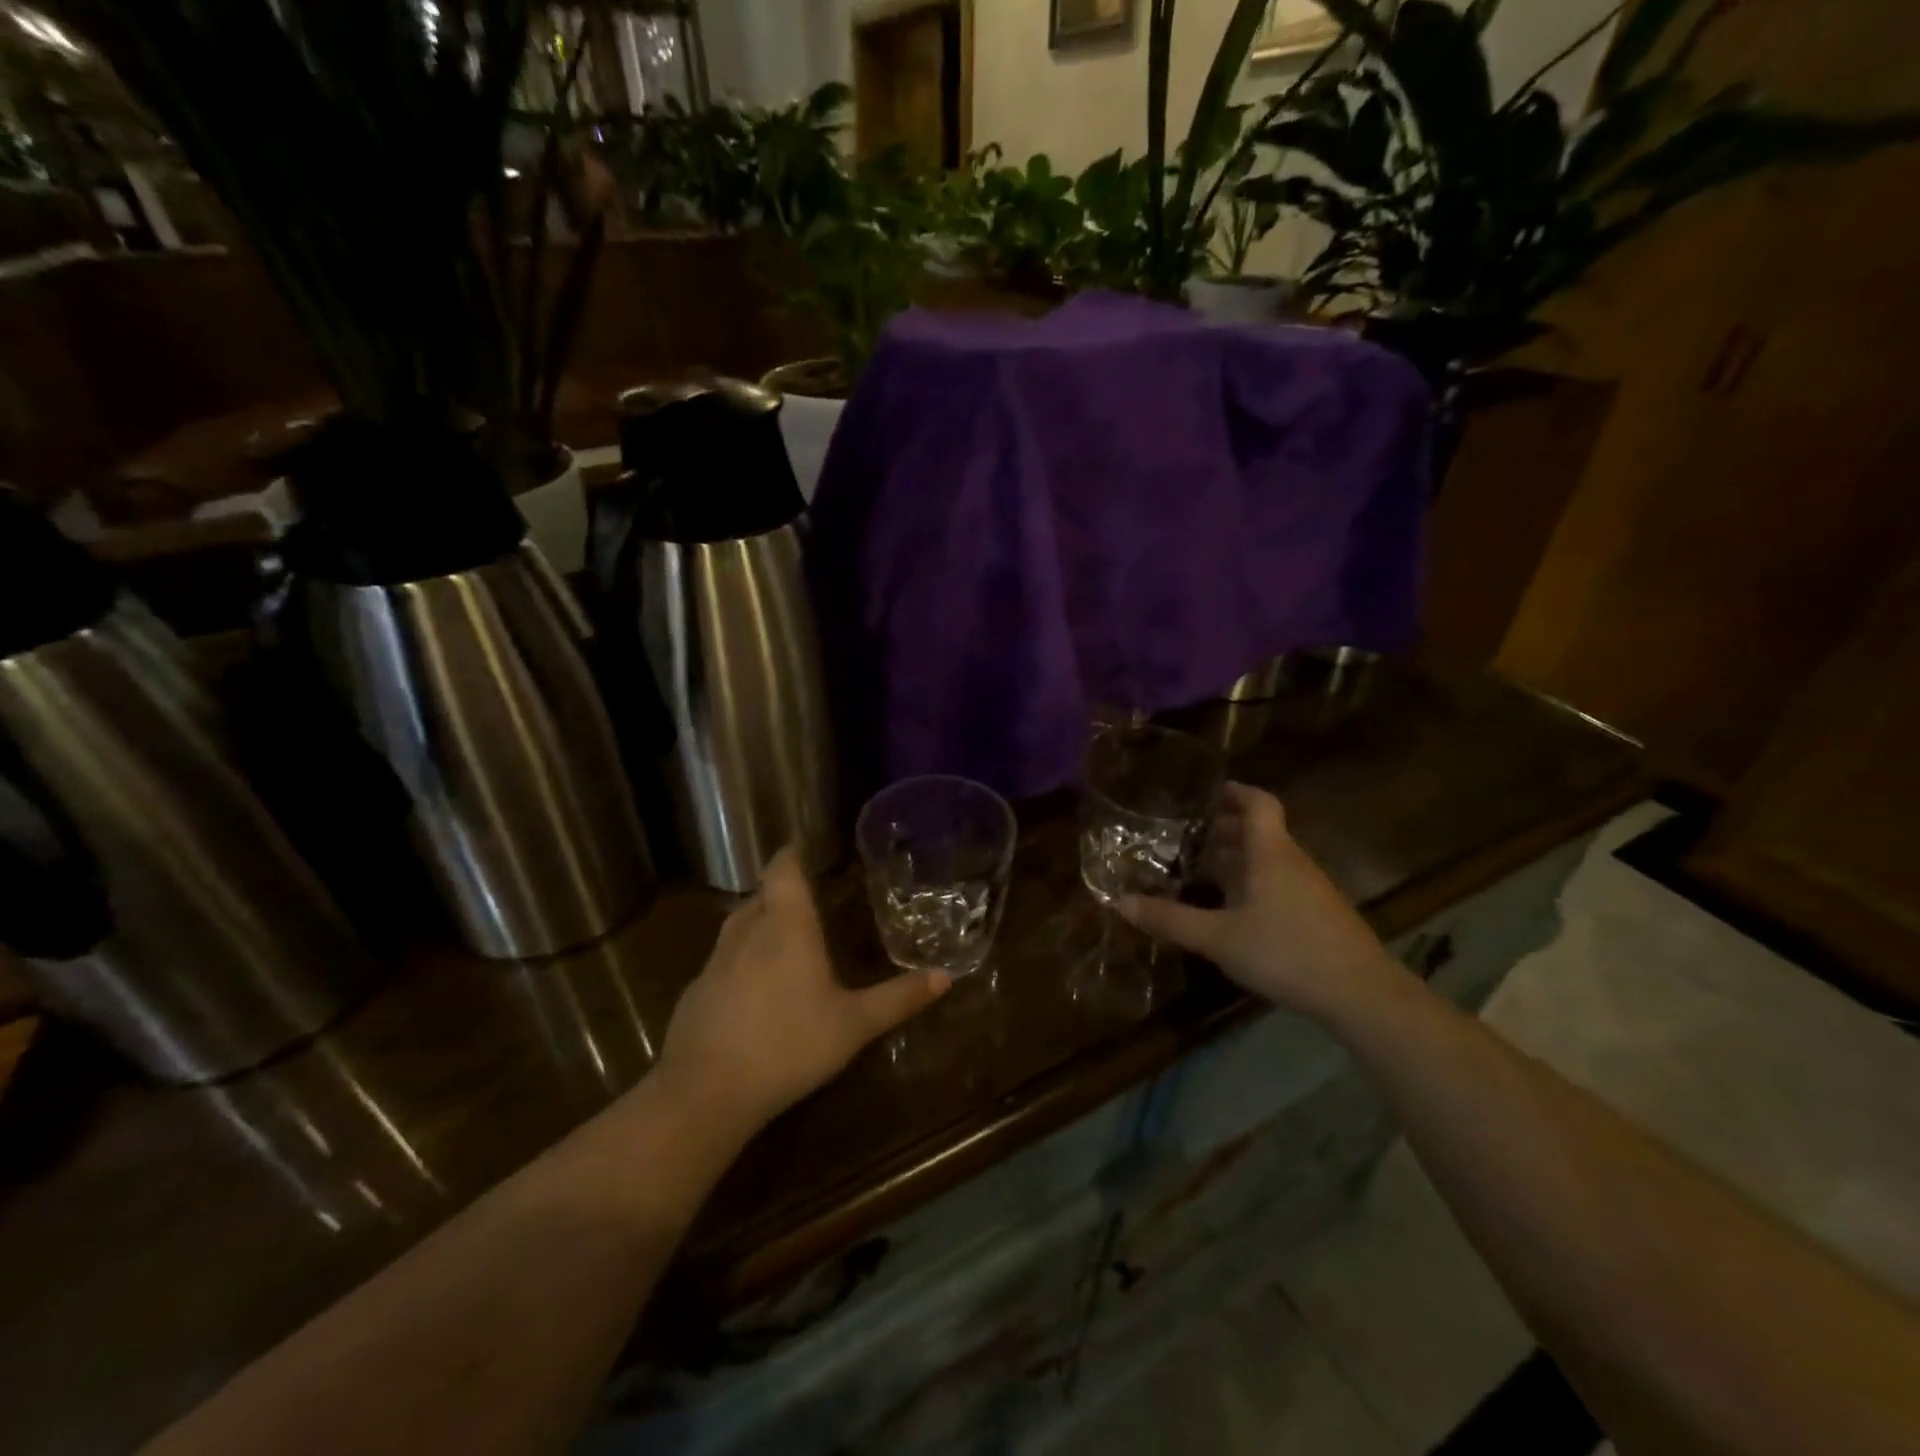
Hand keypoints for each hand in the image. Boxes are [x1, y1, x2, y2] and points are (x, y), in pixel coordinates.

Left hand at [656, 847, 948, 1138]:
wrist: (706, 1092)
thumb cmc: (789, 1045)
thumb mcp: (854, 1025)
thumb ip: (898, 998)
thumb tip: (945, 976)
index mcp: (786, 925)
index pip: (782, 868)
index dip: (792, 854)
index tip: (808, 851)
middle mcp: (747, 930)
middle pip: (762, 894)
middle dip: (783, 891)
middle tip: (811, 900)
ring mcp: (715, 960)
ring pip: (739, 924)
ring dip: (761, 923)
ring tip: (786, 939)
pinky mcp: (695, 991)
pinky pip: (722, 960)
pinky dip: (741, 960)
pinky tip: (755, 990)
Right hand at [1118, 783, 1401, 1023]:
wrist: (1362, 995)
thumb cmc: (1286, 952)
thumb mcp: (1219, 938)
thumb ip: (1170, 919)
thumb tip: (1119, 902)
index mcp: (1269, 853)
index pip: (1257, 803)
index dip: (1234, 791)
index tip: (1205, 792)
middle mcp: (1291, 861)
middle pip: (1258, 831)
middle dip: (1223, 829)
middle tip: (1184, 835)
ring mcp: (1309, 888)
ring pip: (1267, 859)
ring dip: (1235, 858)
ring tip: (1199, 871)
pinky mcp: (1317, 913)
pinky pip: (1277, 882)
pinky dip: (1250, 882)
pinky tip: (1231, 909)